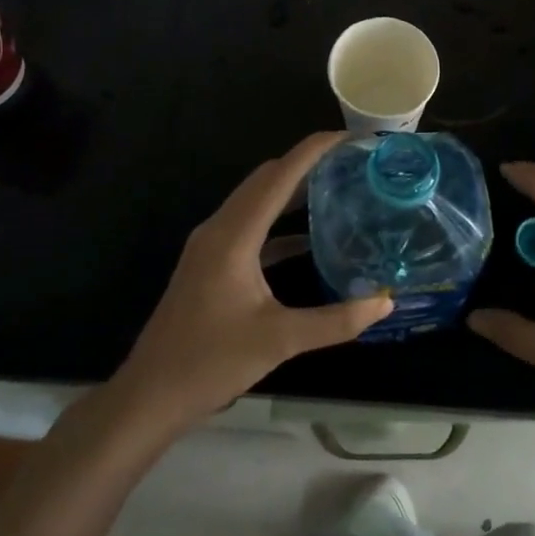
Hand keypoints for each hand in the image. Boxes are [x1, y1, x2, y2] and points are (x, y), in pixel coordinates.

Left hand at [113, 132, 391, 433]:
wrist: (149, 396)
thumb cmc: (210, 362)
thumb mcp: (280, 340)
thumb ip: (336, 320)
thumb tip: (385, 301)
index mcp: (234, 235)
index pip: (279, 176)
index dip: (313, 151)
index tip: (349, 138)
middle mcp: (220, 229)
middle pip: (266, 179)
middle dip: (306, 163)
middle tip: (349, 162)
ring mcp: (211, 246)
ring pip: (256, 201)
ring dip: (291, 190)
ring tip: (335, 187)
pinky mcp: (210, 264)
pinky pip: (250, 228)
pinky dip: (279, 223)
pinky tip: (308, 240)